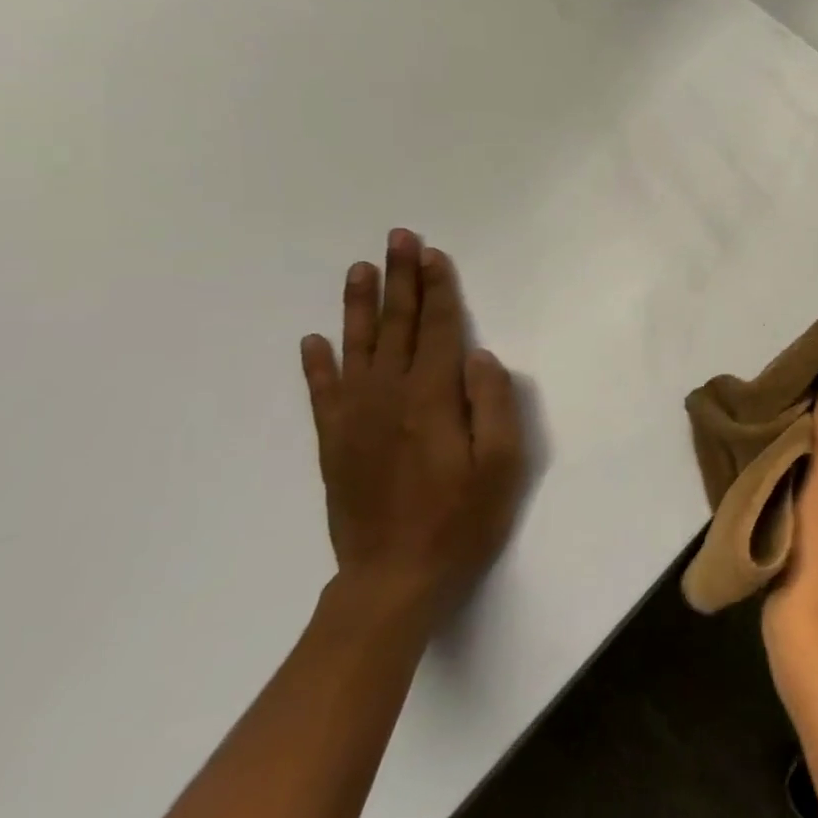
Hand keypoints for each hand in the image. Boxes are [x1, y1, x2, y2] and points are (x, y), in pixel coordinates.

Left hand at [299, 230, 525, 621]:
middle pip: (396, 327)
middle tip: (398, 237)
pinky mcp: (334, 444)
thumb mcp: (502, 465)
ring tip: (359, 269)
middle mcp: (388, 399)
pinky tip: (315, 340)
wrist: (394, 580)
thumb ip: (493, 404)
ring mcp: (354, 420)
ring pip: (356, 349)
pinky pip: (323, 393)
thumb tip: (480, 356)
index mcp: (432, 400)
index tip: (433, 254)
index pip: (437, 330)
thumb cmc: (462, 521)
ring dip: (359, 307)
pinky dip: (318, 364)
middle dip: (400, 280)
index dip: (438, 290)